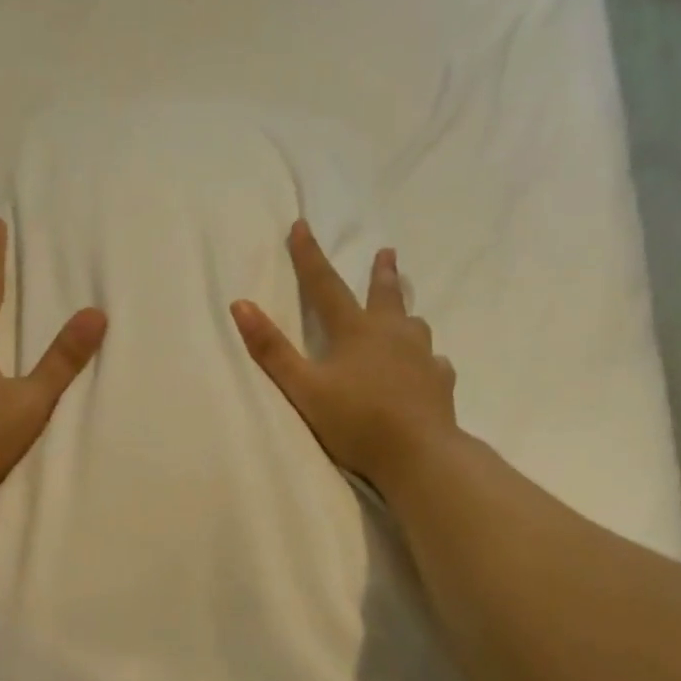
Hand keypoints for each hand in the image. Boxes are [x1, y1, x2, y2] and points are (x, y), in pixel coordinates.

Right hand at [231, 220, 460, 492]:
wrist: (418, 454)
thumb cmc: (354, 420)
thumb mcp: (303, 387)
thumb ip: (271, 349)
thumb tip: (241, 304)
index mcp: (355, 331)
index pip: (325, 286)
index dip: (309, 256)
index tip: (300, 225)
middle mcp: (392, 334)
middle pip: (385, 295)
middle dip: (381, 272)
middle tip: (387, 252)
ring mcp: (421, 357)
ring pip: (414, 325)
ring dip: (406, 312)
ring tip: (408, 313)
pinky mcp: (440, 383)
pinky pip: (434, 363)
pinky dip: (427, 359)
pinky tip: (430, 366)